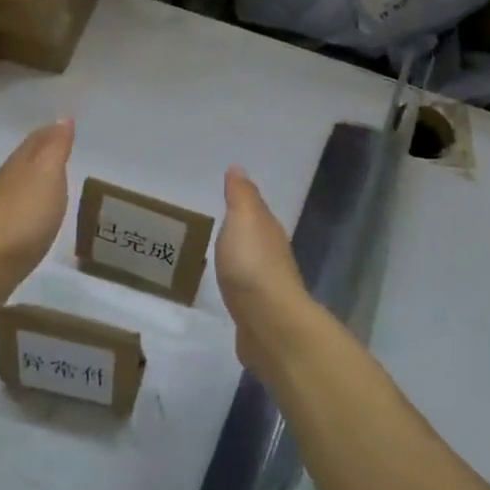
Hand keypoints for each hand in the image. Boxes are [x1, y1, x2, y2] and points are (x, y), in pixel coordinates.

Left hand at [0, 120, 73, 292]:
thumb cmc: (24, 215)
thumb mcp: (47, 175)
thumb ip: (55, 148)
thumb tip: (62, 118)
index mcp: (18, 165)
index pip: (34, 142)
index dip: (49, 133)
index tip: (62, 126)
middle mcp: (3, 184)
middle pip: (22, 163)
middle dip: (38, 154)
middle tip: (56, 150)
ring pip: (14, 188)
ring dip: (29, 182)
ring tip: (46, 182)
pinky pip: (12, 213)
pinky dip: (23, 208)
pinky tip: (29, 215)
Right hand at [217, 166, 328, 380]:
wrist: (268, 322)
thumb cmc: (252, 264)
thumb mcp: (244, 219)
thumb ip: (240, 195)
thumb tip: (238, 168)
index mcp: (269, 230)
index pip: (256, 210)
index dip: (242, 202)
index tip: (224, 195)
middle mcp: (273, 254)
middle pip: (256, 237)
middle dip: (241, 230)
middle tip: (216, 223)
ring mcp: (267, 286)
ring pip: (251, 263)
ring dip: (238, 258)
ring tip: (217, 254)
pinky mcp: (257, 312)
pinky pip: (244, 289)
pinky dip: (236, 283)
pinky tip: (226, 285)